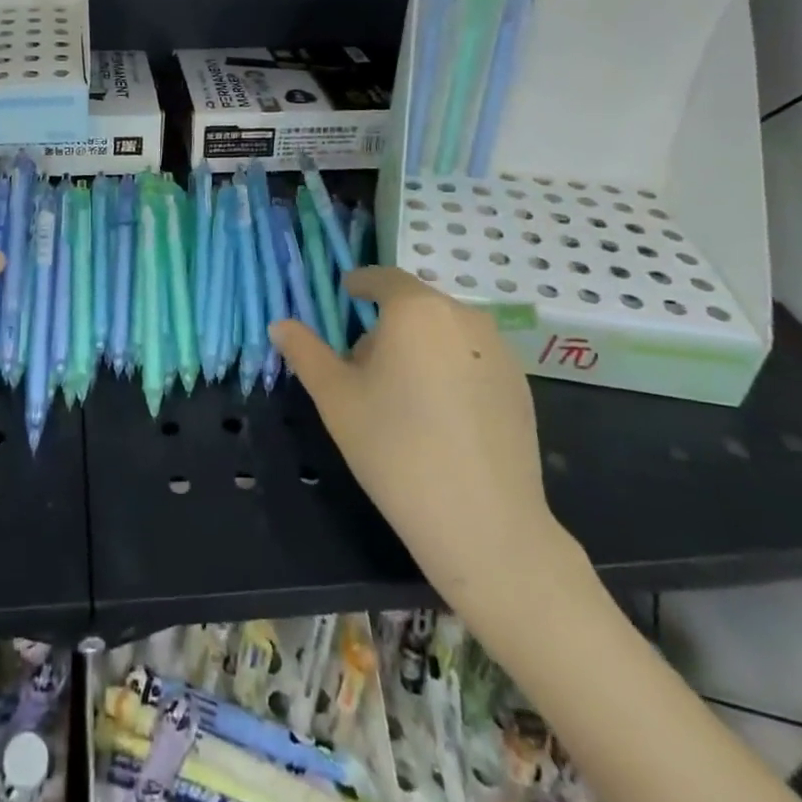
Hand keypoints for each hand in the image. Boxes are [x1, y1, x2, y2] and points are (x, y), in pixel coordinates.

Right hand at [271, 268, 583, 614]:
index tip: (344, 295)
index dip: (360, 284)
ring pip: (445, 333)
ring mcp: (500, 351)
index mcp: (416, 310)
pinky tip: (439, 417)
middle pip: (415, 306)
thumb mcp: (335, 397)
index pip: (383, 278)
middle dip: (386, 325)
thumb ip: (305, 352)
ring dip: (419, 346)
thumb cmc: (395, 448)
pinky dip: (450, 369)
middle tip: (362, 364)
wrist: (484, 523)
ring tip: (400, 394)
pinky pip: (473, 359)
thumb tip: (280, 325)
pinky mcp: (520, 386)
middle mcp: (464, 317)